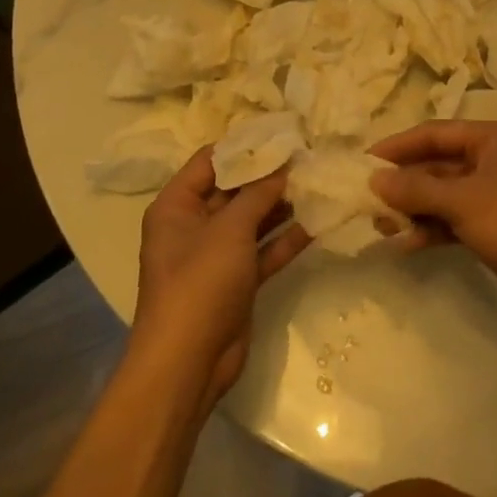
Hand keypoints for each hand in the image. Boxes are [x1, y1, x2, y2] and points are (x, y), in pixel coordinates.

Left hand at [132, 148, 309, 415]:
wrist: (188, 364)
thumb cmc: (200, 283)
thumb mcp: (229, 230)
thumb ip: (258, 194)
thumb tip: (283, 165)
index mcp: (177, 205)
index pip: (211, 161)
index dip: (244, 145)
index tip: (281, 132)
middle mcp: (194, 224)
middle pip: (235, 189)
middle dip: (269, 175)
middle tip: (308, 155)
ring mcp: (217, 254)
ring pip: (253, 219)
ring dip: (282, 205)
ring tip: (318, 181)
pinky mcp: (237, 280)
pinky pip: (264, 250)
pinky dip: (286, 238)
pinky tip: (318, 222)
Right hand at [368, 121, 496, 317]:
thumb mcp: (463, 200)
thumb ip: (416, 188)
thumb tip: (374, 179)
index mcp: (488, 138)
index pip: (432, 133)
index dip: (397, 146)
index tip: (363, 162)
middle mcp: (488, 159)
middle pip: (434, 164)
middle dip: (403, 183)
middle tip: (367, 199)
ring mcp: (490, 193)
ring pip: (440, 194)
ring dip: (413, 209)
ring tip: (381, 226)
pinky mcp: (490, 224)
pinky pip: (451, 219)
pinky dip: (430, 228)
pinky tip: (405, 244)